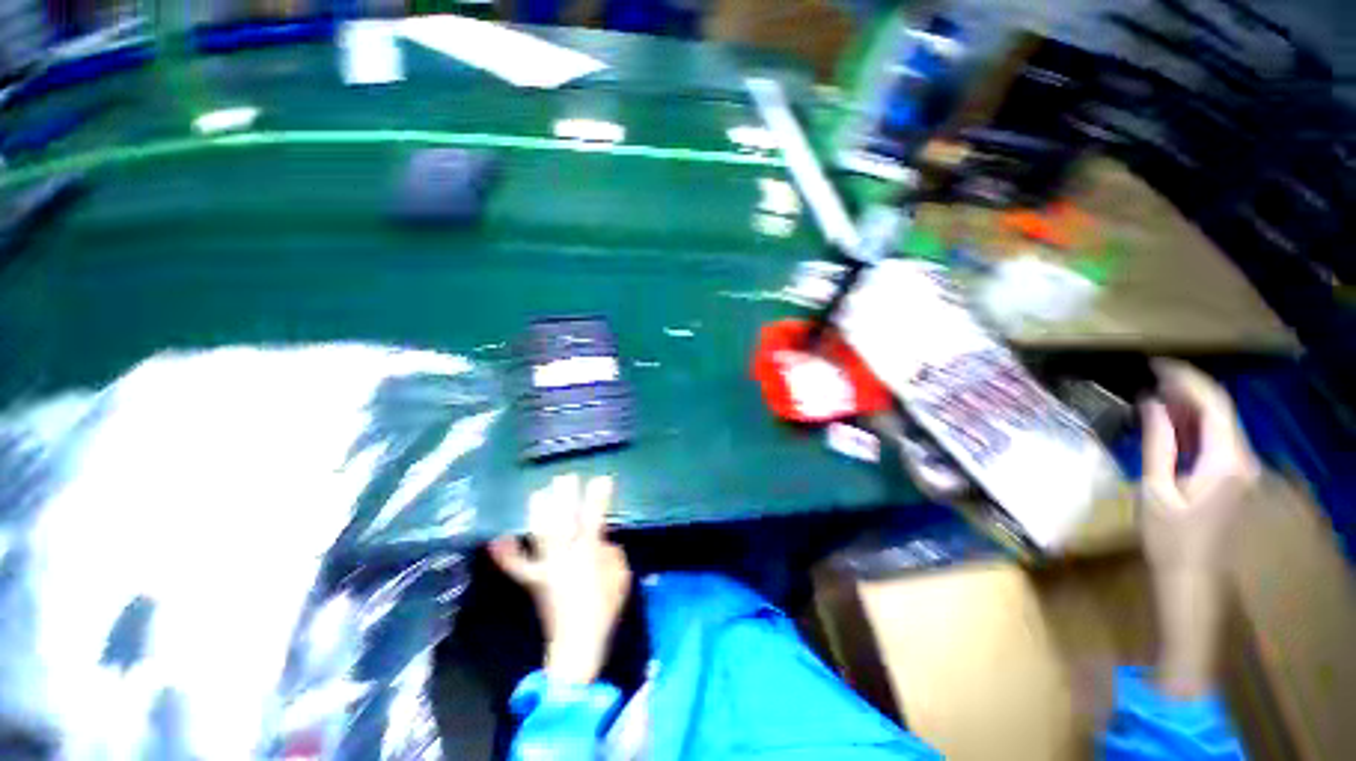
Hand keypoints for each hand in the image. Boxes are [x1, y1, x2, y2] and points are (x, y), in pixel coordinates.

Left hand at [489, 474, 630, 684]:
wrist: (578, 644)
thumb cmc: (605, 609)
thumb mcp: (621, 576)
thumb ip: (613, 553)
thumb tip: (601, 540)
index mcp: (589, 555)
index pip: (594, 519)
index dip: (598, 498)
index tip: (601, 479)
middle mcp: (565, 556)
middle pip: (562, 521)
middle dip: (564, 498)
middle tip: (565, 478)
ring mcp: (547, 568)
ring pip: (540, 535)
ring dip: (539, 513)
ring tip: (538, 492)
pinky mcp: (534, 580)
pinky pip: (518, 566)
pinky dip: (507, 553)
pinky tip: (498, 539)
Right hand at [1139, 360, 1259, 698]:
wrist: (1191, 577)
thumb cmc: (1168, 537)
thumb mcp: (1156, 488)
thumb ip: (1159, 443)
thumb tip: (1152, 403)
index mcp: (1226, 462)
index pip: (1214, 405)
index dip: (1187, 379)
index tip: (1156, 364)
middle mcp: (1243, 460)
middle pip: (1221, 410)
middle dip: (1188, 388)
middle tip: (1150, 375)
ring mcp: (1241, 469)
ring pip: (1220, 423)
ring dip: (1190, 405)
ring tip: (1155, 392)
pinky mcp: (1233, 477)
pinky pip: (1216, 439)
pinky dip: (1194, 424)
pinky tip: (1170, 420)